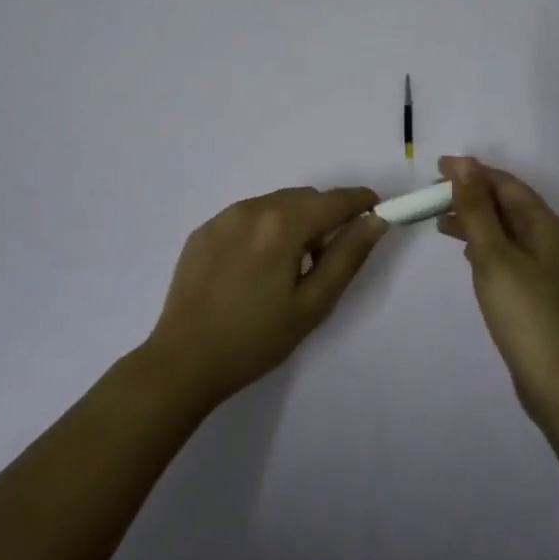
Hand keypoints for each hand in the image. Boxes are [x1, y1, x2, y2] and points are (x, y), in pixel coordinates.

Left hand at [145, 186, 386, 408]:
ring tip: (287, 268)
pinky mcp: (203, 230)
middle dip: (324, 217)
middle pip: (304, 198)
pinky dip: (263, 230)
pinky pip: (247, 217)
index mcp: (282, 224)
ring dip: (293, 222)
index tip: (375, 211)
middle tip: (326, 259)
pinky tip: (254, 269)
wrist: (183, 361)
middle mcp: (253, 208)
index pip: (334, 200)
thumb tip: (375, 220)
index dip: (360, 201)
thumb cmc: (256, 339)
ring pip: (275, 204)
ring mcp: (223, 217)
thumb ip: (348, 256)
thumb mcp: (312, 304)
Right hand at [438, 156, 558, 423]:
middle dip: (471, 194)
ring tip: (438, 221)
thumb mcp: (494, 255)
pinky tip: (465, 253)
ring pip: (504, 229)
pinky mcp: (535, 291)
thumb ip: (476, 209)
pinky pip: (506, 253)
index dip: (472, 172)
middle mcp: (548, 239)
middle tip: (431, 195)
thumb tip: (462, 164)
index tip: (436, 168)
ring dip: (474, 219)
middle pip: (506, 204)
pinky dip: (483, 245)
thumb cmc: (527, 313)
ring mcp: (544, 268)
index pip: (505, 184)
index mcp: (544, 224)